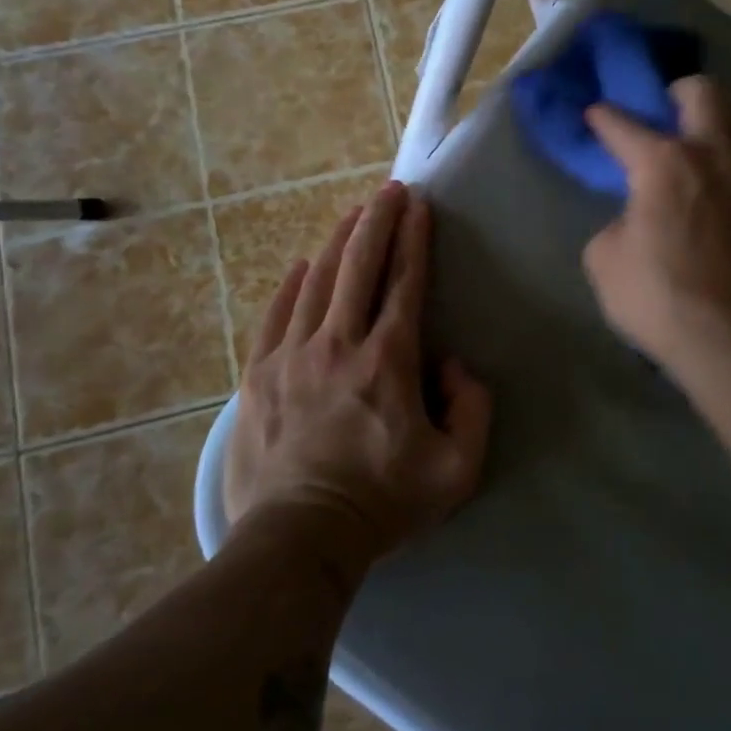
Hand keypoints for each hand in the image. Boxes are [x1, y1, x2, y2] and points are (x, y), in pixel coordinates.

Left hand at [221, 181, 491, 559]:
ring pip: (317, 282)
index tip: (419, 206)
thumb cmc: (384, 503)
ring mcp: (292, 356)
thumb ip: (473, 408)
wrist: (299, 540)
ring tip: (352, 214)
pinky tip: (302, 266)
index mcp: (389, 361)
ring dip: (338, 243)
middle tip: (389, 190)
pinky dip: (292, 285)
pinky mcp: (258, 375)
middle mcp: (339, 344)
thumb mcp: (458, 469)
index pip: (405, 283)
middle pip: (359, 266)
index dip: (415, 239)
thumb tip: (452, 364)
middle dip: (377, 222)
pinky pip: (276, 314)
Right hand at [582, 76, 730, 369]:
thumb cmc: (656, 297)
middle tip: (671, 106)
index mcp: (663, 162)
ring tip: (719, 141)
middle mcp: (714, 155)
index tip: (597, 113)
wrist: (729, 338)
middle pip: (706, 93)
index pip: (624, 126)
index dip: (605, 118)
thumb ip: (615, 226)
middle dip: (682, 90)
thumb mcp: (604, 260)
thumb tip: (634, 221)